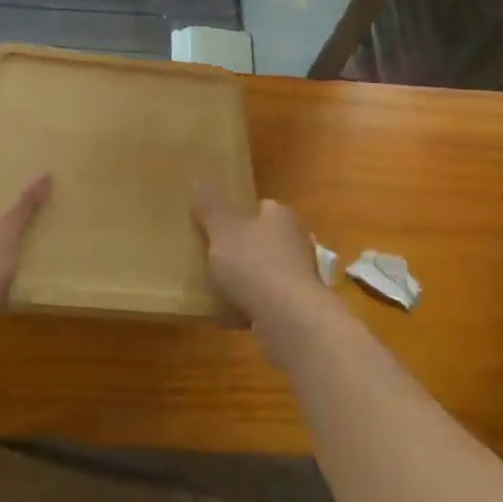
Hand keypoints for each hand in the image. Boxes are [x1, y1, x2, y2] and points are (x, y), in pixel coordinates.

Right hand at [193, 188, 336, 352]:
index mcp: (281, 216)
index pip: (262, 207)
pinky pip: (269, 302)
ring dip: (248, 281)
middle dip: (244, 249)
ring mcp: (301, 277)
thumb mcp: (222, 231)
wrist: (290, 320)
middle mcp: (297, 241)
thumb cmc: (254, 265)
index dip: (240, 215)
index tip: (219, 227)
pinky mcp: (299, 308)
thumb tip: (201, 180)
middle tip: (215, 258)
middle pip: (265, 240)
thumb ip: (210, 209)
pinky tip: (230, 315)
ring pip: (267, 272)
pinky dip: (252, 307)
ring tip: (218, 289)